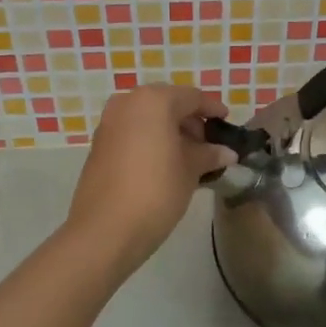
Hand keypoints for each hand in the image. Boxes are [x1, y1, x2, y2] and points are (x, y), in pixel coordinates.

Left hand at [66, 85, 235, 268]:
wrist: (106, 229)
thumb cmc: (156, 191)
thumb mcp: (190, 170)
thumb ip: (209, 154)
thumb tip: (226, 152)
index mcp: (153, 100)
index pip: (192, 97)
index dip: (212, 109)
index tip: (227, 122)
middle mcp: (127, 103)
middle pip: (167, 104)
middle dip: (190, 122)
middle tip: (208, 146)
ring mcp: (109, 123)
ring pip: (148, 119)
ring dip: (170, 132)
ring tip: (189, 159)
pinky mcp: (99, 145)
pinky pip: (132, 133)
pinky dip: (151, 141)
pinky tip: (165, 165)